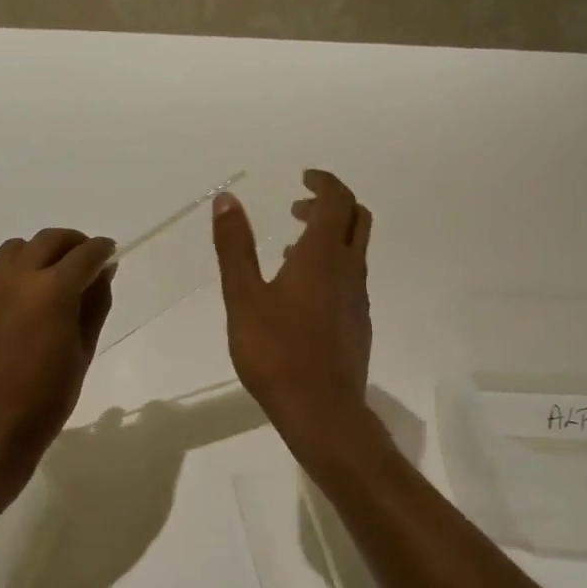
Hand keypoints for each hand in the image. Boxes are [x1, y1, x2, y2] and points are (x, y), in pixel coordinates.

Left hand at [0, 227, 115, 491]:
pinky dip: (4, 278)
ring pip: (14, 251)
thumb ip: (95, 303)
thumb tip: (103, 270)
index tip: (108, 253)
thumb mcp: (83, 352)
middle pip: (48, 240)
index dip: (101, 249)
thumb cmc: (46, 400)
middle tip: (81, 260)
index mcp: (52, 291)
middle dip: (71, 244)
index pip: (85, 254)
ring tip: (43, 282)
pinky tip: (9, 306)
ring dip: (35, 257)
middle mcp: (14, 277)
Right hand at [212, 170, 380, 465]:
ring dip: (330, 237)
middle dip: (331, 204)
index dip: (324, 182)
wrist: (321, 410)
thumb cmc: (275, 352)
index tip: (304, 177)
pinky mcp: (358, 324)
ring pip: (354, 251)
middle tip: (297, 207)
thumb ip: (235, 247)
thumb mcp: (243, 297)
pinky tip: (300, 293)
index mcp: (323, 256)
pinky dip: (331, 266)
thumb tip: (227, 200)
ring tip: (289, 249)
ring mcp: (358, 299)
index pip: (337, 200)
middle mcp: (349, 270)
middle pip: (357, 219)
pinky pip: (350, 279)